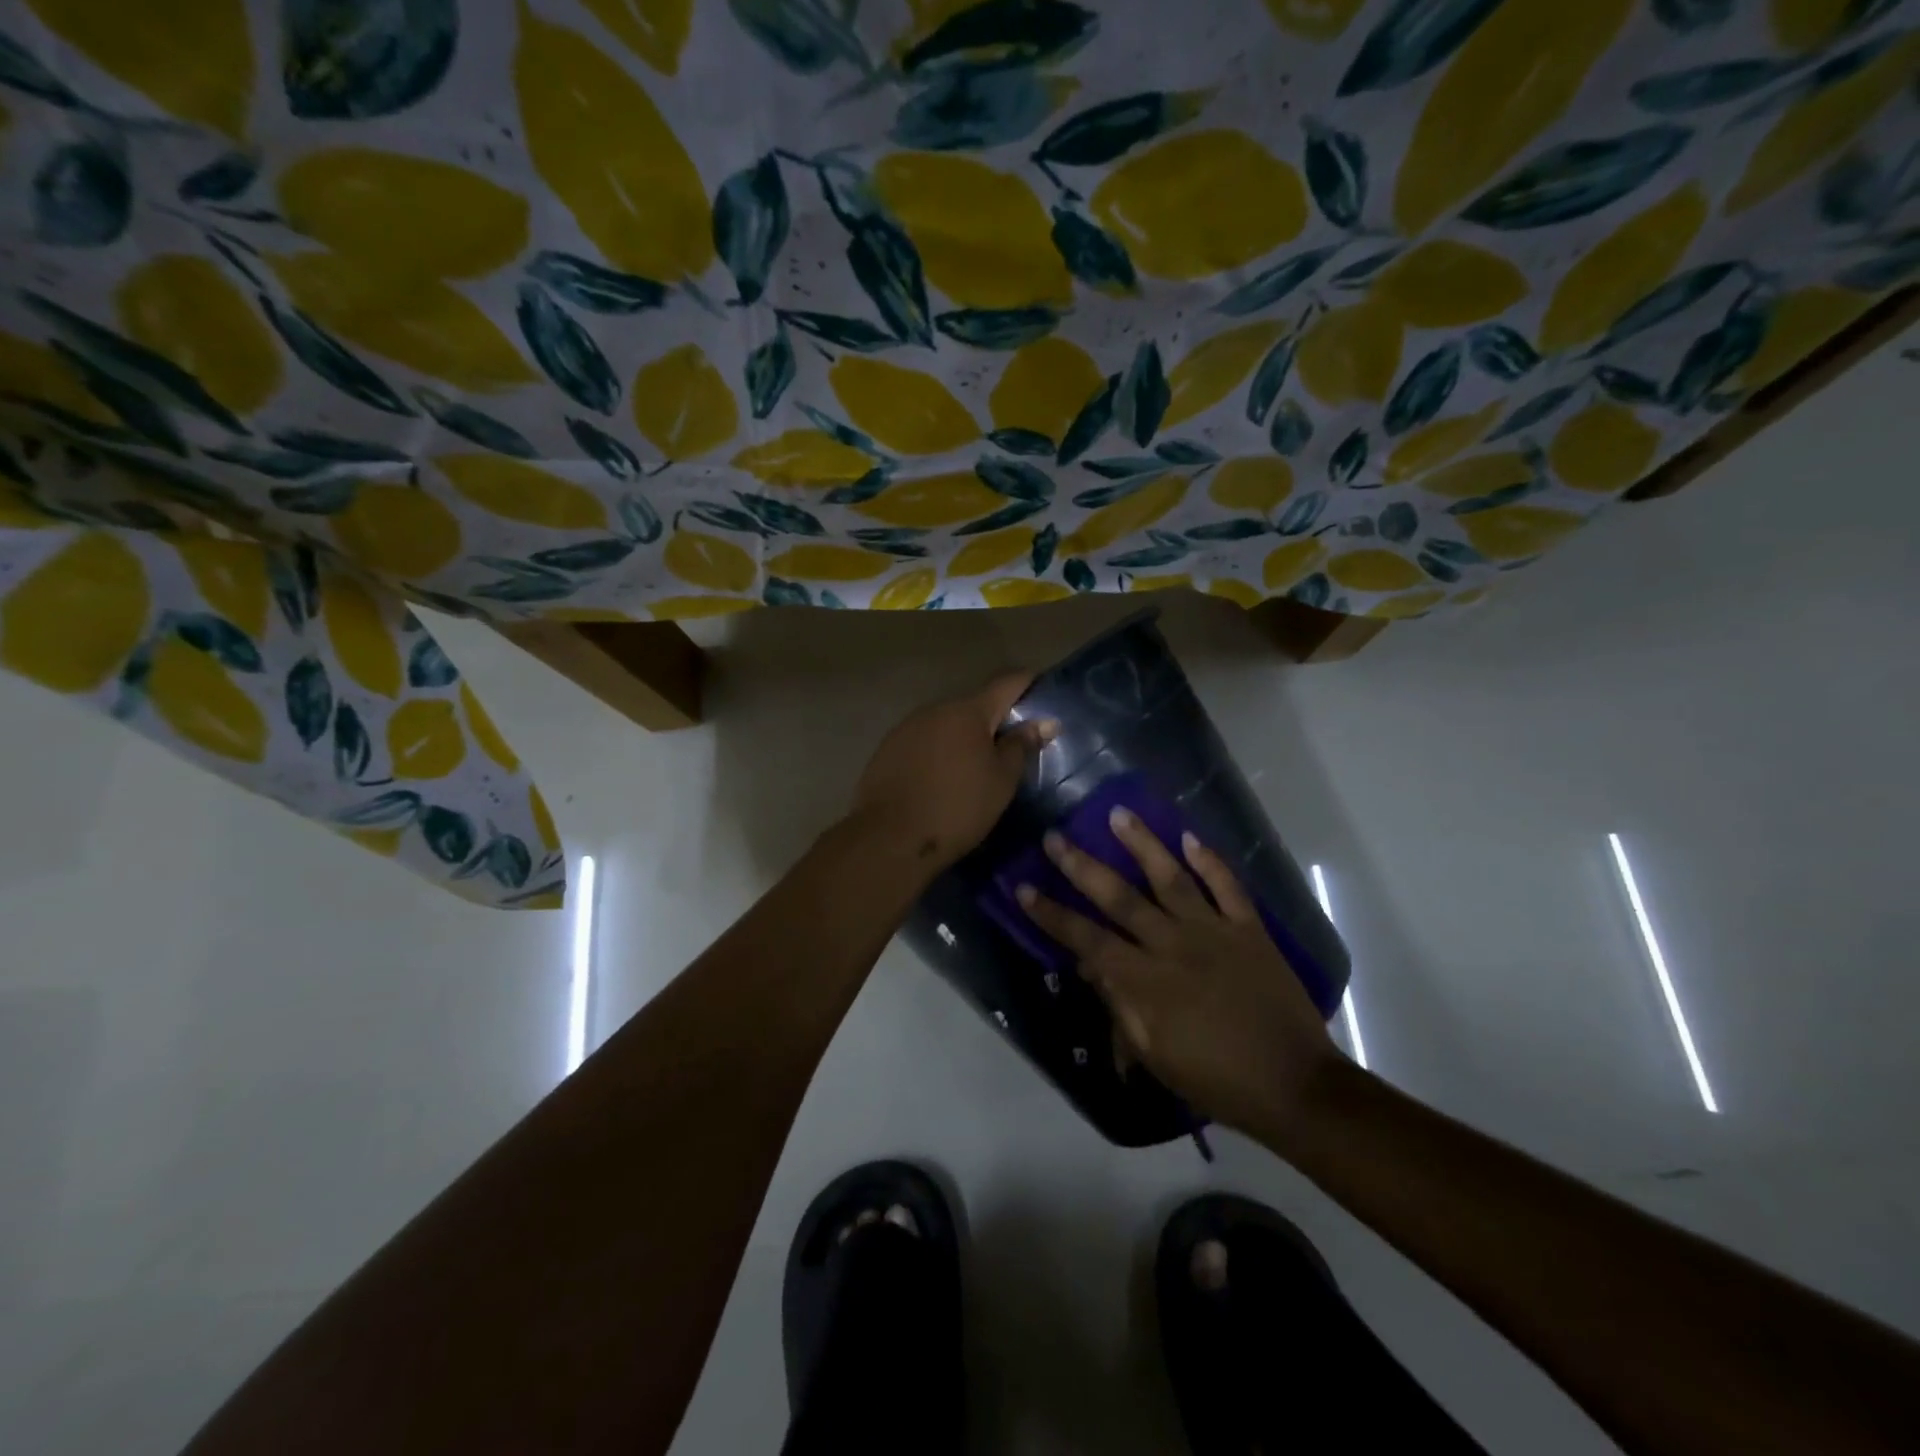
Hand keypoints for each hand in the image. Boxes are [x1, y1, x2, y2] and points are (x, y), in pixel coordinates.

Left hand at [847, 673, 1055, 875]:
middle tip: (1011, 746)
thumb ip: (1021, 746)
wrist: (889, 837)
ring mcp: (906, 727)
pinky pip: (923, 742)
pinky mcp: (887, 749)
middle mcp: (935, 709)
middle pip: (973, 706)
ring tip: (974, 767)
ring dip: (963, 738)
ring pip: (946, 725)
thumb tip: (1044, 722)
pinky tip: (941, 778)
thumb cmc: (957, 807)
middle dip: (993, 720)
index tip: (1041, 689)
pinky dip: (939, 752)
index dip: (1027, 683)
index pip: (1006, 683)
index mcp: (968, 711)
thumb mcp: (1001, 781)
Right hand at [1016, 810, 1338, 1137]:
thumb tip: (1090, 969)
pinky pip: (1228, 887)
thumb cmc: (1217, 1079)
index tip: (1024, 887)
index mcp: (1146, 980)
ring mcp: (1214, 932)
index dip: (1053, 914)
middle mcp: (1174, 944)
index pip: (1087, 939)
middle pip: (1120, 897)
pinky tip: (1190, 837)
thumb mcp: (1156, 1056)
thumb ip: (1120, 1008)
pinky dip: (1210, 861)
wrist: (1294, 1085)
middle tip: (1055, 836)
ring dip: (1143, 844)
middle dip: (1082, 866)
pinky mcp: (1250, 930)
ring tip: (1119, 813)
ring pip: (1171, 878)